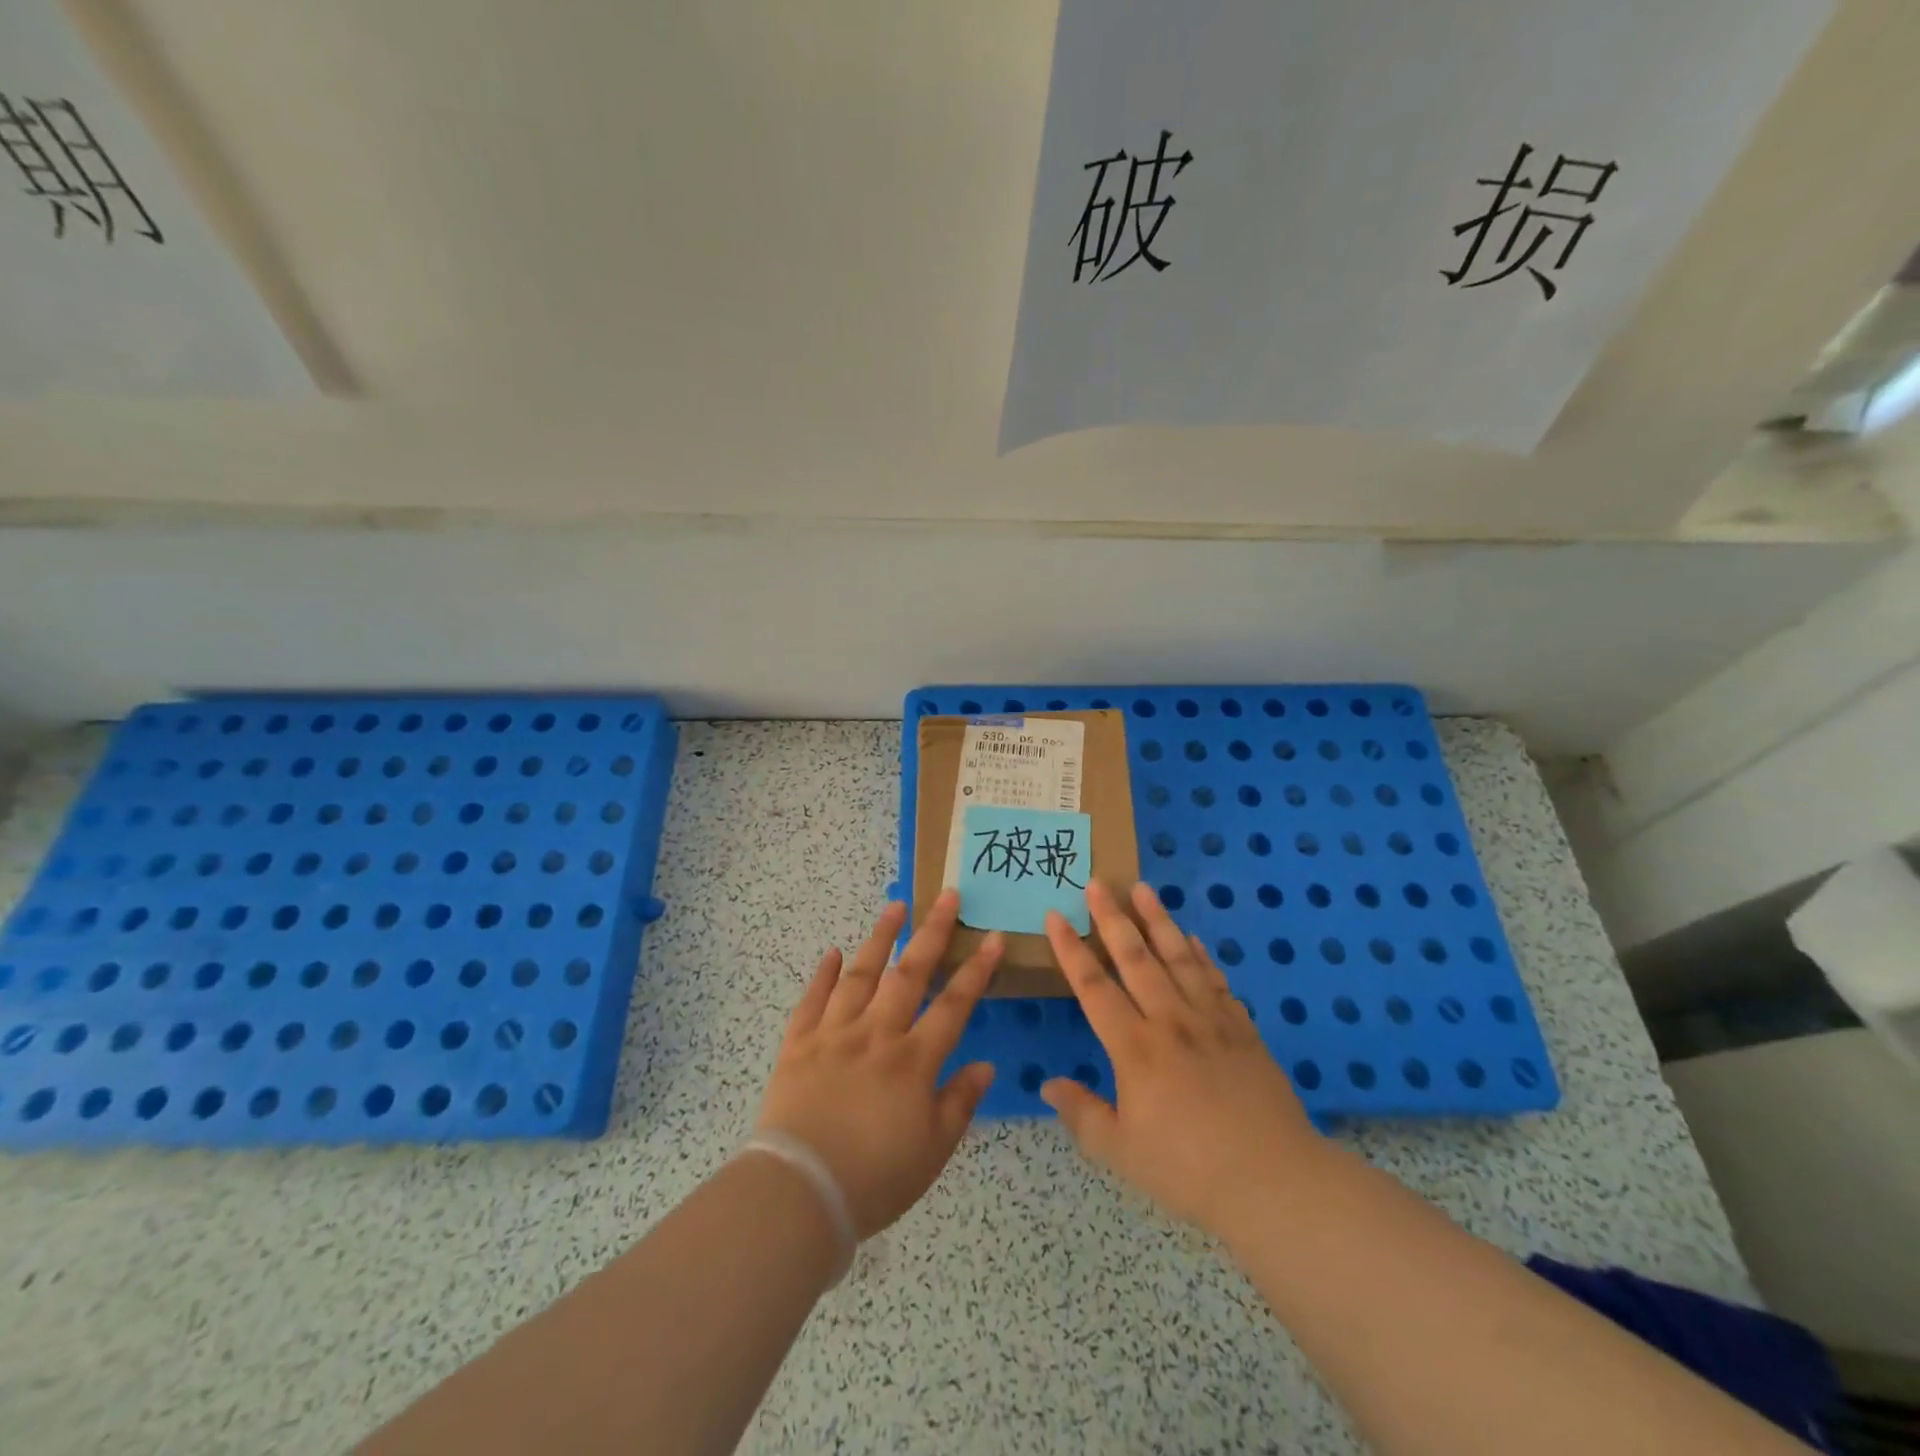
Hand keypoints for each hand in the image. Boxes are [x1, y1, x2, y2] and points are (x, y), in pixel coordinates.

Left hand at [755, 889, 1001, 1239]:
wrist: (799, 1192)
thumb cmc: (875, 1178)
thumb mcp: (933, 1150)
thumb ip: (960, 1102)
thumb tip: (985, 1064)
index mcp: (913, 1060)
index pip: (954, 1005)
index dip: (976, 970)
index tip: (993, 938)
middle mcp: (876, 1034)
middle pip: (909, 973)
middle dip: (932, 932)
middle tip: (947, 896)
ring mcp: (834, 1034)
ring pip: (861, 974)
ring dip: (880, 937)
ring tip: (896, 906)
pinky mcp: (798, 1043)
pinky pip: (812, 1000)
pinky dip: (823, 974)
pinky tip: (833, 953)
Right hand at [1041, 880, 1325, 1238]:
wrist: (1274, 1182)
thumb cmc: (1189, 1170)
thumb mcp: (1121, 1152)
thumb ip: (1082, 1114)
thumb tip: (1048, 1084)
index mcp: (1135, 1048)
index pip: (1094, 987)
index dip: (1071, 950)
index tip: (1056, 915)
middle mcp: (1170, 1021)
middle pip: (1136, 958)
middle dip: (1113, 917)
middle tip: (1098, 882)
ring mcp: (1211, 1020)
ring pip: (1178, 957)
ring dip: (1158, 920)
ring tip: (1143, 889)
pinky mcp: (1243, 1030)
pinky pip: (1216, 980)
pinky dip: (1202, 956)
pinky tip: (1193, 940)